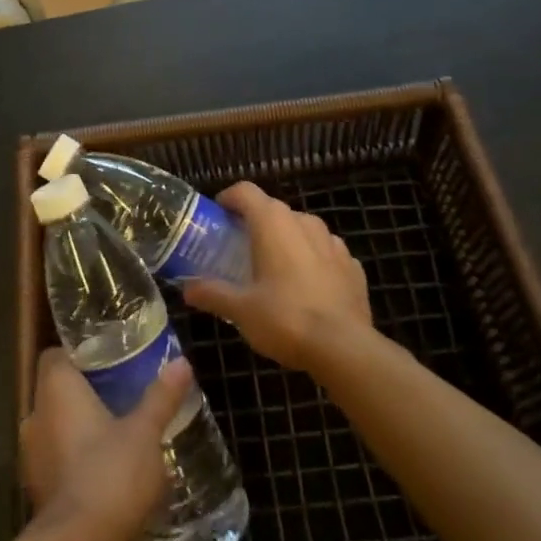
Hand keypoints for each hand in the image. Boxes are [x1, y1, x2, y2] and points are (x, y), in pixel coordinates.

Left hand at [20, 348, 193, 540]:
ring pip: (55, 428)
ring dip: (78, 429)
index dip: (78, 355)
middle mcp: (35, 416)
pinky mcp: (37, 491)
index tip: (107, 360)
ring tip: (116, 433)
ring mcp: (32, 457)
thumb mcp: (145, 432)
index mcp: (55, 390)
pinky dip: (75, 460)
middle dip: (84, 393)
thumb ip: (161, 396)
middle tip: (121, 395)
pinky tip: (105, 472)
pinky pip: (56, 461)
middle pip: (56, 391)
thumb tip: (181, 362)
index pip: (55, 356)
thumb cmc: (110, 473)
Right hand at [183, 181, 371, 373]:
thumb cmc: (285, 319)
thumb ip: (212, 293)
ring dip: (287, 241)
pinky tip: (307, 288)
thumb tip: (187, 289)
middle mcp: (303, 221)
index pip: (245, 192)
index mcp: (272, 222)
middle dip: (255, 224)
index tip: (217, 215)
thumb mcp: (240, 310)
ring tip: (275, 269)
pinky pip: (326, 253)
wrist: (345, 349)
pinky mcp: (353, 265)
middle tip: (240, 249)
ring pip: (302, 229)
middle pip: (273, 210)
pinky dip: (313, 261)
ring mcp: (333, 242)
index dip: (228, 199)